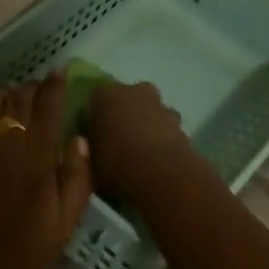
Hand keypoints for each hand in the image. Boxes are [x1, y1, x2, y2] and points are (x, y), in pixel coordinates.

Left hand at [0, 73, 93, 268]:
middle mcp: (0, 143)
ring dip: (2, 94)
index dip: (55, 85)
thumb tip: (79, 138)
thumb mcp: (62, 227)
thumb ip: (76, 179)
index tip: (60, 73)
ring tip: (10, 103)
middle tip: (38, 95)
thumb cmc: (17, 259)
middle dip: (31, 90)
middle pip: (17, 98)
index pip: (47, 106)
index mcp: (34, 161)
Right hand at [86, 81, 198, 203]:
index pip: (95, 97)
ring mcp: (160, 105)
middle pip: (125, 99)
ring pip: (148, 111)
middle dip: (123, 114)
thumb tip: (87, 143)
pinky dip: (161, 137)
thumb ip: (88, 147)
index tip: (93, 133)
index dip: (94, 115)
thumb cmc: (116, 166)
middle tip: (117, 140)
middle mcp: (133, 91)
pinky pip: (164, 126)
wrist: (162, 176)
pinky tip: (157, 158)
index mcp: (104, 95)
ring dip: (145, 124)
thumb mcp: (89, 161)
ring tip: (139, 152)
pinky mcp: (180, 123)